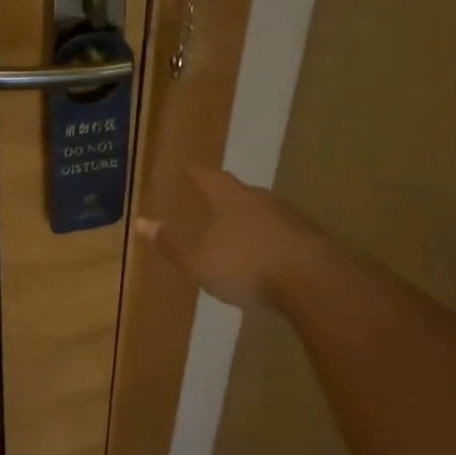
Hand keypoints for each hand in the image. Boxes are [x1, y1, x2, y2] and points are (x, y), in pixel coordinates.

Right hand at [136, 168, 321, 311]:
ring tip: (240, 237)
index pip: (210, 178)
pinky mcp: (313, 242)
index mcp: (230, 199)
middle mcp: (262, 200)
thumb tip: (140, 222)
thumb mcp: (198, 261)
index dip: (198, 175)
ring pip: (265, 214)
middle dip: (227, 199)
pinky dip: (273, 244)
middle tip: (214, 206)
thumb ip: (171, 244)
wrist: (314, 282)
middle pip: (241, 193)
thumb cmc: (246, 266)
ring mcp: (291, 219)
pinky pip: (285, 236)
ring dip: (252, 223)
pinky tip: (269, 261)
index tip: (190, 172)